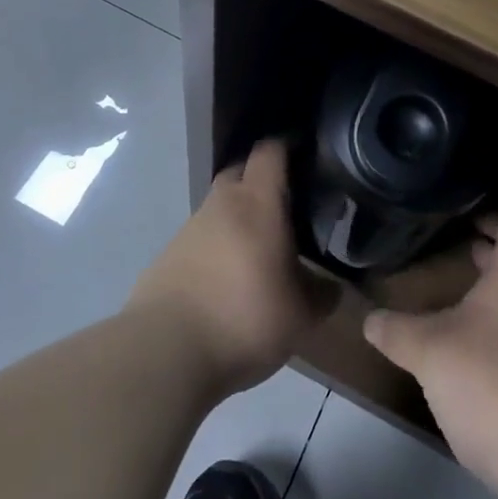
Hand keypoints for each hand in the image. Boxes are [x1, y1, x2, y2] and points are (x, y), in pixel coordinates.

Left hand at [129, 139, 339, 395]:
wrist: (165, 352)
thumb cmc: (244, 318)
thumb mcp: (300, 316)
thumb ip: (321, 295)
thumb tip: (332, 287)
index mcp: (257, 203)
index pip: (270, 151)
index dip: (288, 146)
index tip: (307, 153)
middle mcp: (221, 204)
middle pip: (240, 171)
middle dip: (261, 179)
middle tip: (287, 202)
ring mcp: (189, 229)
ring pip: (219, 208)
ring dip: (237, 218)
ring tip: (259, 249)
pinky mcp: (167, 257)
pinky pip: (200, 240)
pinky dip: (216, 248)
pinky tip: (227, 280)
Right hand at [363, 191, 497, 489]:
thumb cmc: (495, 383)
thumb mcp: (430, 351)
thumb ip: (397, 330)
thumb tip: (370, 318)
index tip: (468, 185)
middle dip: (487, 236)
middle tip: (449, 227)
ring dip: (490, 281)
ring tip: (451, 279)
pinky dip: (496, 318)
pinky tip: (465, 337)